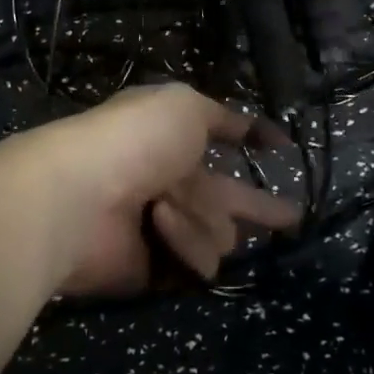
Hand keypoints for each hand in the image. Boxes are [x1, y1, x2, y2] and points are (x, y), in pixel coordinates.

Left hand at [0, 84, 300, 295]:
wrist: (81, 197)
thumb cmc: (135, 140)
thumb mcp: (184, 105)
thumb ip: (223, 117)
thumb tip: (257, 127)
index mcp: (171, 136)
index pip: (221, 135)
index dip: (251, 137)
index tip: (283, 146)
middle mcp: (168, 179)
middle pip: (225, 198)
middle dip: (259, 208)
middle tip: (293, 220)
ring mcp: (160, 226)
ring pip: (217, 232)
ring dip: (199, 218)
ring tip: (164, 209)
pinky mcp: (152, 267)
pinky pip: (194, 261)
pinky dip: (182, 242)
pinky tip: (160, 228)